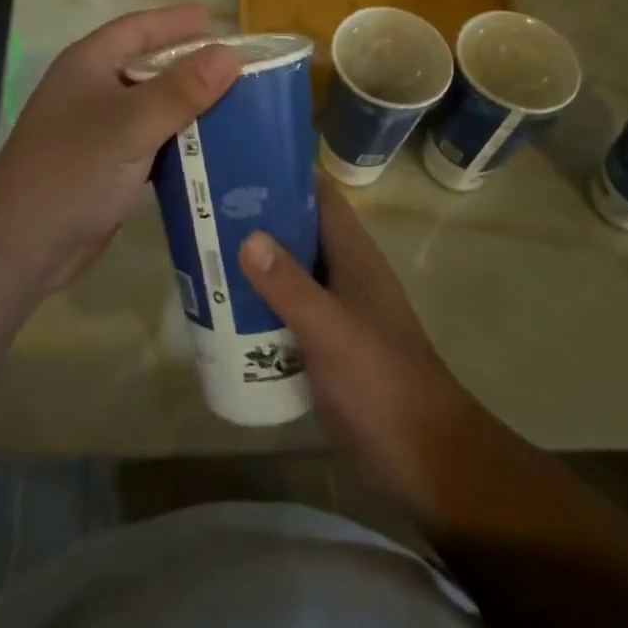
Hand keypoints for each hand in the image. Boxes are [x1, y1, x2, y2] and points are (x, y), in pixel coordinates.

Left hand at [0, 5, 241, 295]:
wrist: (23, 243)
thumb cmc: (75, 168)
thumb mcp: (132, 124)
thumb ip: (181, 89)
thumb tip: (230, 54)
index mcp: (90, 63)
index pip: (139, 28)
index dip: (177, 22)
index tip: (218, 22)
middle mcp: (93, 88)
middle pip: (149, 66)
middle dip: (191, 66)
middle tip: (239, 70)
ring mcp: (98, 129)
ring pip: (152, 107)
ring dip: (189, 108)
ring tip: (238, 108)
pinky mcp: (106, 165)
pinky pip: (150, 142)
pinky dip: (178, 143)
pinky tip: (212, 151)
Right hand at [238, 181, 501, 533]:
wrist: (424, 464)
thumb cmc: (382, 384)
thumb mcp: (331, 331)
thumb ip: (290, 286)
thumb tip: (248, 234)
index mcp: (354, 256)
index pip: (319, 195)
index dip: (283, 173)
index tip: (235, 163)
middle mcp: (343, 274)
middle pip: (296, 230)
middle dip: (255, 218)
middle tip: (204, 209)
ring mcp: (335, 311)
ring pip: (287, 272)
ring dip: (252, 263)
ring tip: (202, 251)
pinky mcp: (324, 346)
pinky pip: (284, 311)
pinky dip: (257, 305)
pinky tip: (222, 308)